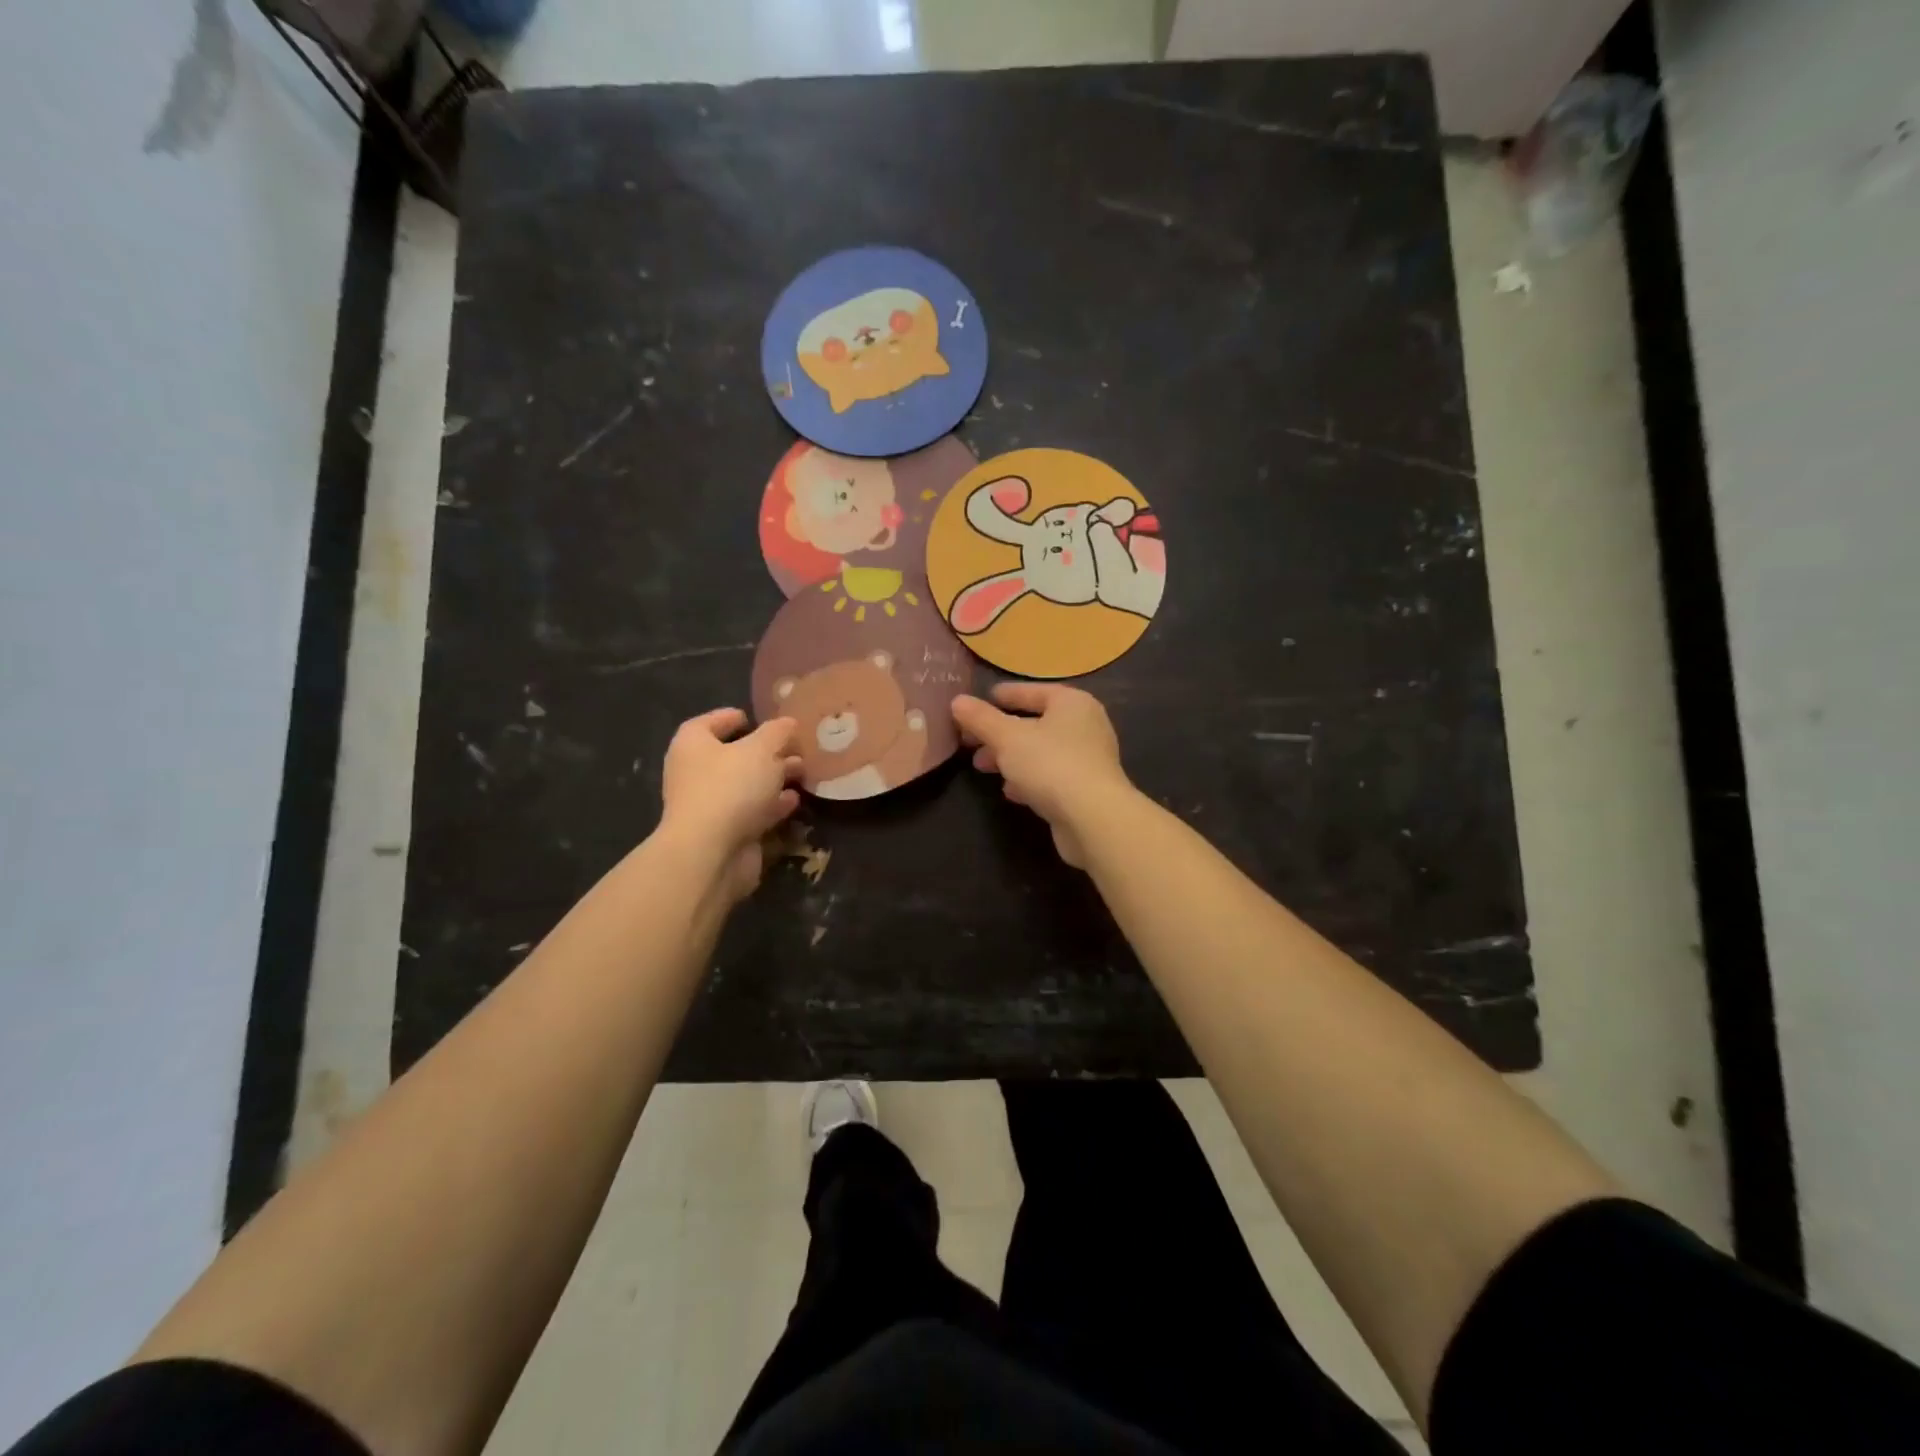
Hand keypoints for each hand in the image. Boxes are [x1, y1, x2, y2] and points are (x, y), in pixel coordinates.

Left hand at [660, 708, 802, 900]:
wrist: (711, 852)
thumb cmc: (730, 787)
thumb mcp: (761, 749)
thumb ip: (777, 732)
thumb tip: (788, 723)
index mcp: (693, 744)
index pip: (709, 723)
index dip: (731, 718)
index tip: (755, 717)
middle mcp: (695, 773)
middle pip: (732, 755)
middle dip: (765, 751)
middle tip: (795, 746)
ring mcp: (709, 805)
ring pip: (746, 785)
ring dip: (773, 778)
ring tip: (803, 771)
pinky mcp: (725, 832)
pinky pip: (752, 811)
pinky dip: (772, 805)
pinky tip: (794, 800)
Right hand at [950, 684, 1132, 867]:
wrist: (1093, 818)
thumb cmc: (1050, 764)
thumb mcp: (1007, 737)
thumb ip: (981, 719)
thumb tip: (957, 701)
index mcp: (1072, 703)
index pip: (1032, 691)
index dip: (1003, 695)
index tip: (978, 702)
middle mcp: (1085, 726)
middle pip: (1035, 723)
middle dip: (1000, 733)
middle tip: (970, 742)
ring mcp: (1088, 760)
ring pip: (1040, 752)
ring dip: (1010, 758)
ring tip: (982, 767)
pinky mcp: (1086, 790)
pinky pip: (1050, 777)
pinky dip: (1028, 780)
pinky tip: (1010, 791)